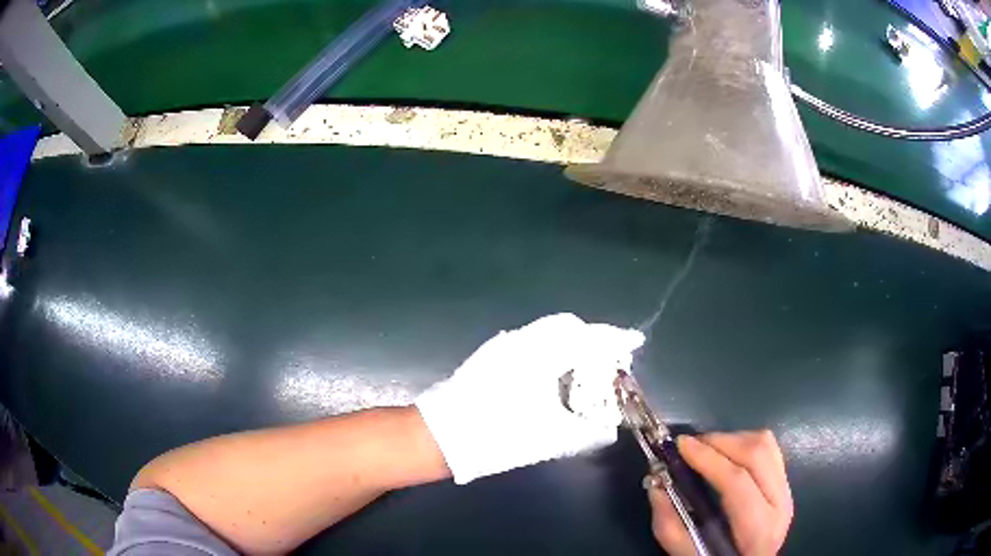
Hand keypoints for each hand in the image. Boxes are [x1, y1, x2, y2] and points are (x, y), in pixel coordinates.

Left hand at [416, 313, 644, 483]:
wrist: (442, 436)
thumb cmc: (497, 435)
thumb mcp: (550, 439)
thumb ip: (586, 432)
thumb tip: (609, 429)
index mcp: (538, 353)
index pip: (585, 335)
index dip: (613, 338)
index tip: (633, 343)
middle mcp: (521, 341)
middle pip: (567, 328)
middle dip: (593, 339)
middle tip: (610, 360)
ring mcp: (502, 347)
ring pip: (547, 334)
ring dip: (571, 344)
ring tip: (587, 368)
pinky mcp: (490, 357)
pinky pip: (532, 343)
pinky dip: (552, 350)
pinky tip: (555, 373)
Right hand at [649, 431, 793, 555]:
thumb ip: (671, 528)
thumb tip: (656, 487)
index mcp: (759, 529)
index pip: (737, 482)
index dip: (709, 458)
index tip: (681, 445)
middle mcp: (780, 503)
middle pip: (757, 453)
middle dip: (720, 441)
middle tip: (690, 446)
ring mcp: (786, 489)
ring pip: (766, 444)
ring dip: (733, 439)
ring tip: (706, 449)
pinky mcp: (784, 481)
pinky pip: (769, 448)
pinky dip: (744, 442)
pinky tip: (725, 455)